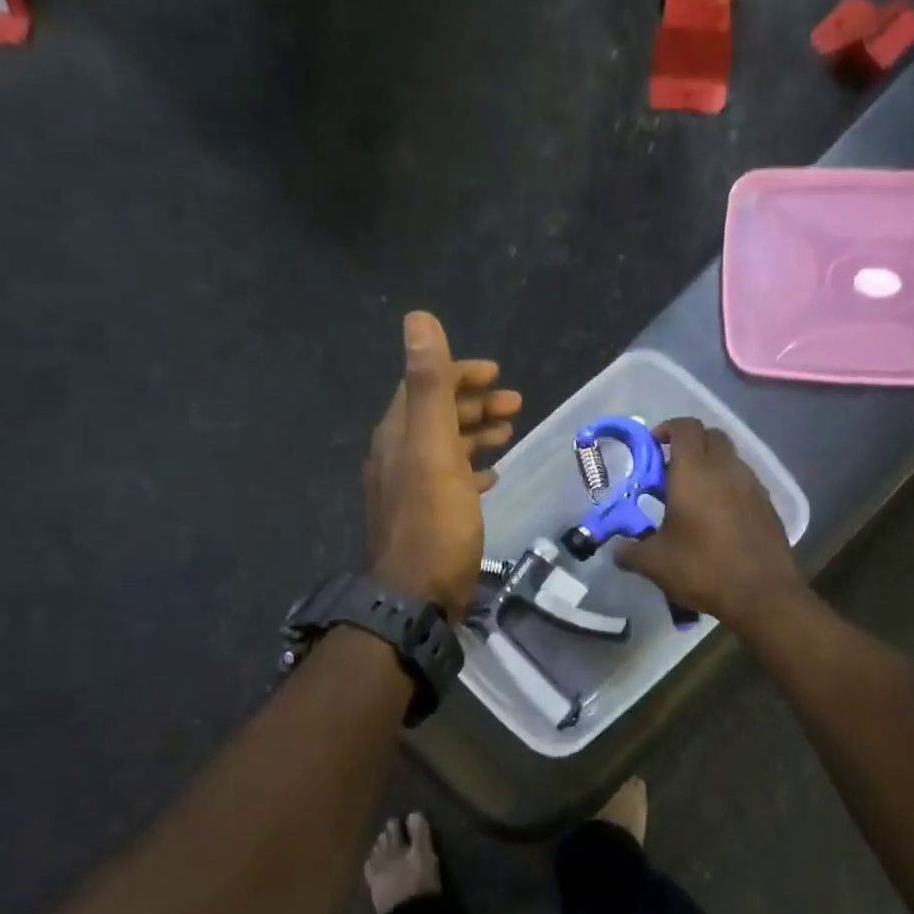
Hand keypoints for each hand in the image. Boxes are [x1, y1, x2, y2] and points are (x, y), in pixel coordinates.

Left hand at [364, 313, 520, 621]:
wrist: (416, 595)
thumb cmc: (433, 521)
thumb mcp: (432, 448)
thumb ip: (428, 385)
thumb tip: (417, 317)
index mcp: (398, 435)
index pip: (424, 386)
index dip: (459, 373)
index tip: (497, 372)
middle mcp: (398, 456)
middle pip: (436, 415)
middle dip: (474, 403)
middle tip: (515, 403)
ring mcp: (410, 489)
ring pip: (445, 447)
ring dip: (476, 433)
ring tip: (509, 431)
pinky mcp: (426, 517)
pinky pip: (450, 480)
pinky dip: (472, 469)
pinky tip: (493, 476)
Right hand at [615, 418, 805, 633]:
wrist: (762, 594)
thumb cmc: (703, 568)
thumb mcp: (654, 563)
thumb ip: (630, 551)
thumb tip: (617, 551)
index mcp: (694, 472)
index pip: (685, 427)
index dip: (667, 429)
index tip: (653, 447)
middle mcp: (726, 469)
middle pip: (711, 436)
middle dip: (690, 444)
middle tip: (671, 470)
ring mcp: (752, 485)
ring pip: (730, 458)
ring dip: (711, 465)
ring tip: (693, 496)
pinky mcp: (768, 505)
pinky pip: (744, 482)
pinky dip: (728, 487)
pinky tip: (718, 517)